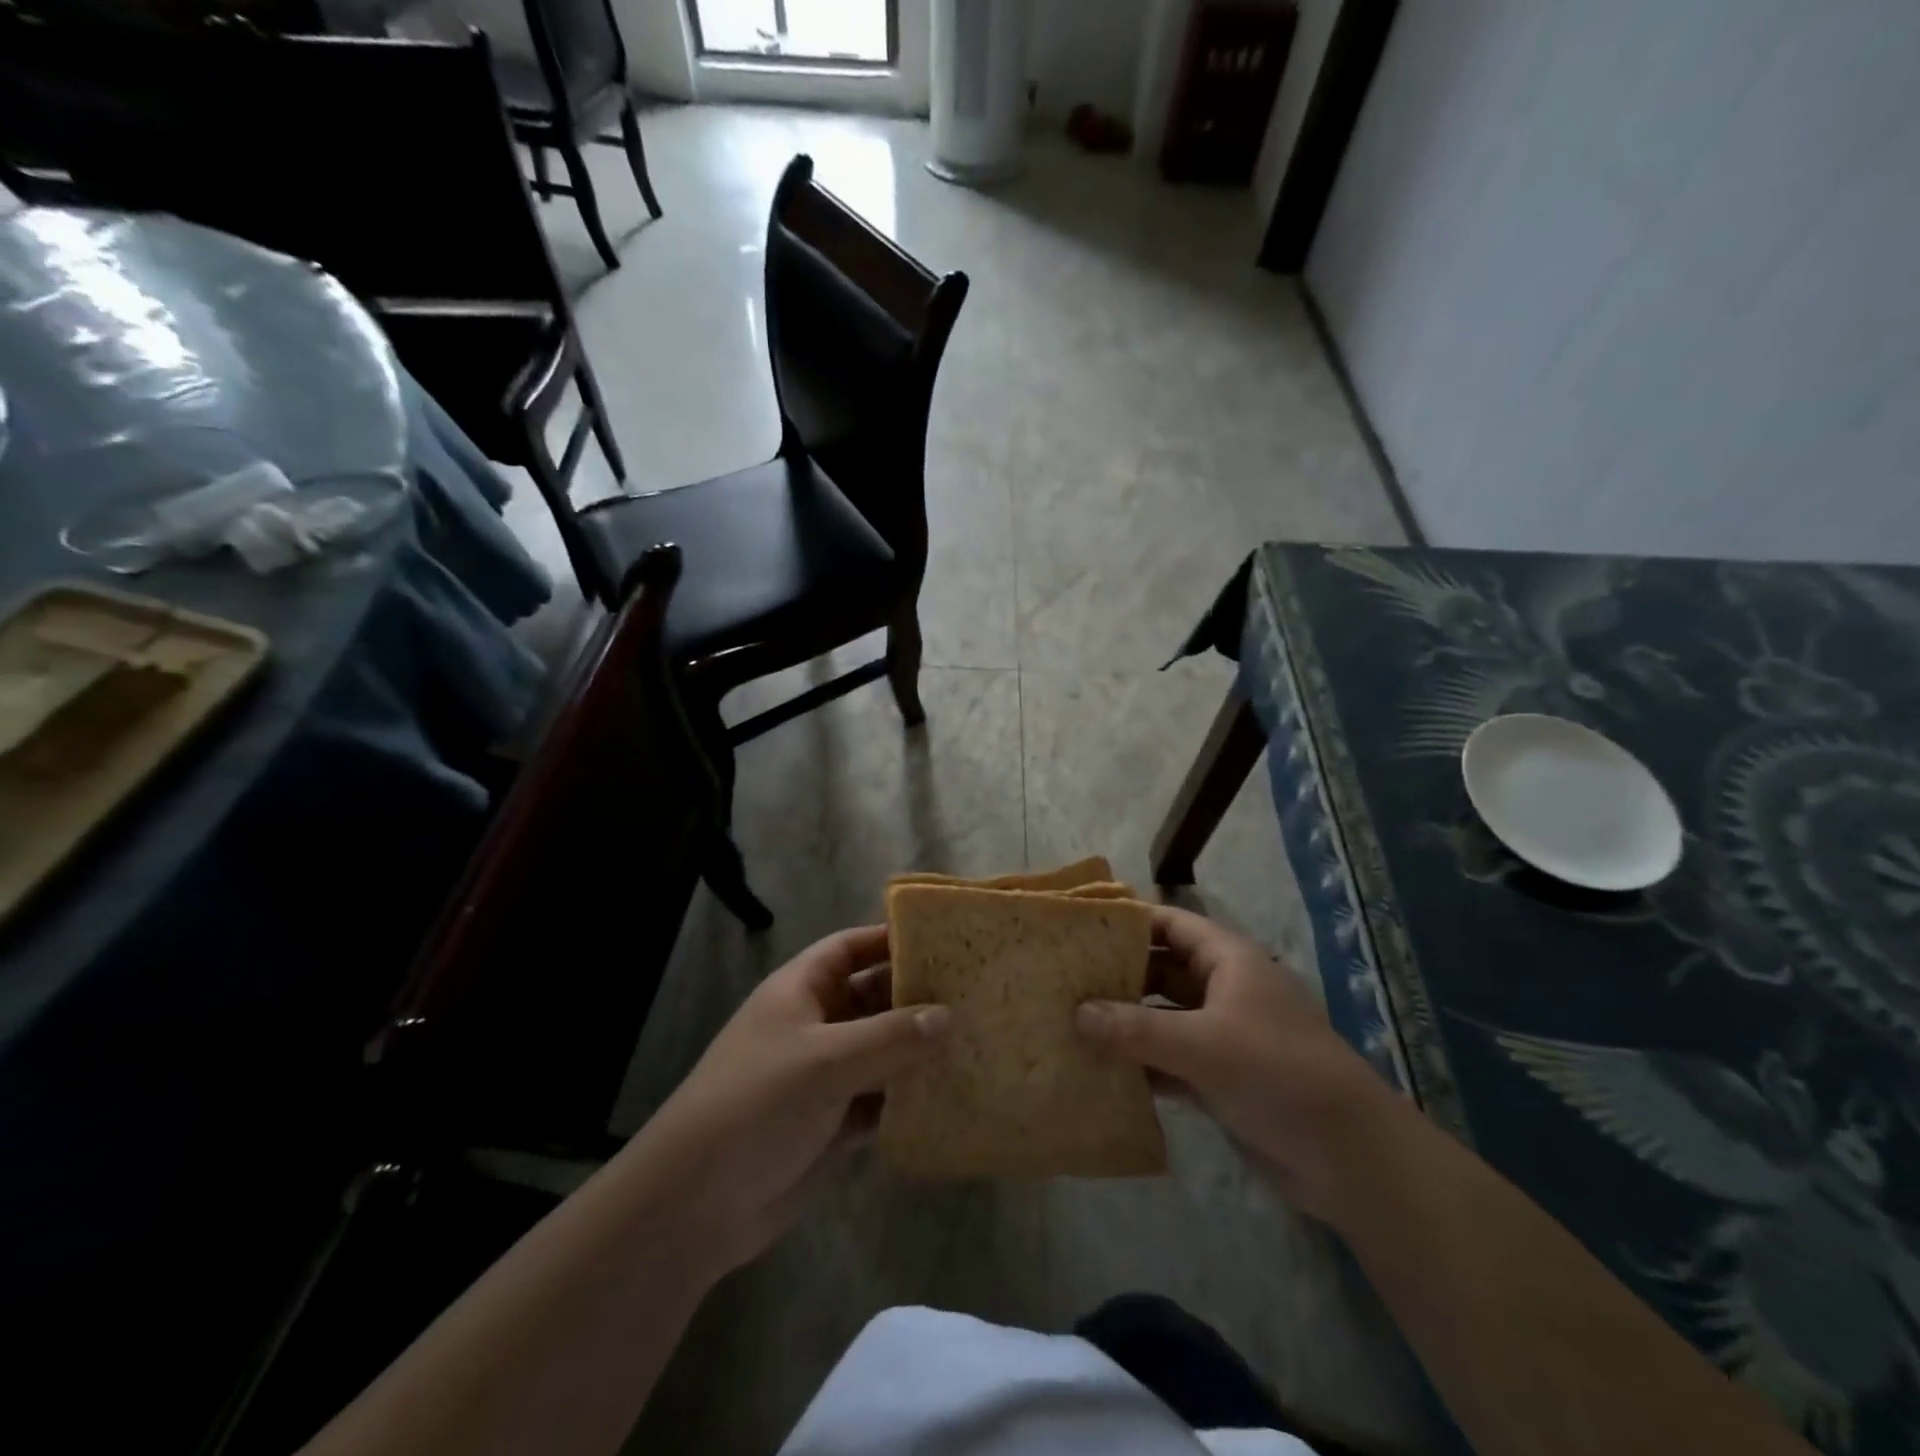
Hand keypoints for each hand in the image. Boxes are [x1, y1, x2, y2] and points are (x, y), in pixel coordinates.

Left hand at [622, 926, 947, 1272]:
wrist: (697, 1203)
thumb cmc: (756, 1103)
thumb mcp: (824, 1060)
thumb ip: (889, 1037)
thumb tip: (948, 1015)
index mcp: (802, 990)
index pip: (852, 947)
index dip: (891, 938)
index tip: (944, 940)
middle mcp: (817, 1024)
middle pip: (874, 996)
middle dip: (917, 995)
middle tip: (976, 992)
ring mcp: (826, 1074)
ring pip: (883, 1049)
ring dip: (919, 1048)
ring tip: (978, 1038)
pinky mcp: (835, 1121)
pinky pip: (883, 1098)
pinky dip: (910, 1096)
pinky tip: (951, 1094)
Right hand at [1076, 904, 1392, 1216]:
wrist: (1350, 1157)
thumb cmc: (1279, 1073)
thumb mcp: (1204, 1045)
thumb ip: (1137, 1029)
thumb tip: (1076, 1012)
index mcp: (1227, 960)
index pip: (1169, 924)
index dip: (1127, 921)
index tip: (1079, 928)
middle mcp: (1221, 989)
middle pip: (1159, 970)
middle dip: (1116, 975)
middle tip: (1061, 979)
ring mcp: (1220, 1035)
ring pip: (1160, 1017)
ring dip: (1122, 1022)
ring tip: (1067, 1021)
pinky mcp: (1218, 1077)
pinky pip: (1167, 1059)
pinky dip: (1138, 1063)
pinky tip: (1098, 1070)